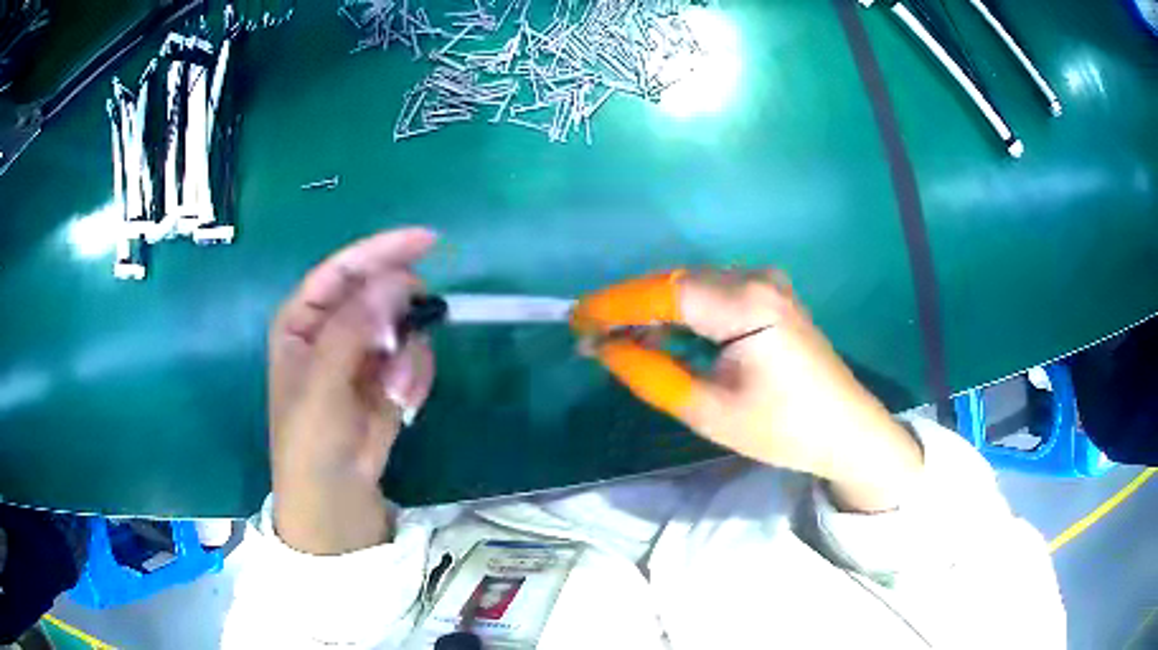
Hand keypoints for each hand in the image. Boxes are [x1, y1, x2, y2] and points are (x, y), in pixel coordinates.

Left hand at [268, 228, 436, 553]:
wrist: (334, 495)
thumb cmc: (311, 437)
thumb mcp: (322, 383)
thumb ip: (354, 328)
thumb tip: (397, 281)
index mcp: (304, 317)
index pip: (343, 269)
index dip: (382, 250)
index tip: (427, 240)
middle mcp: (333, 326)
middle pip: (378, 290)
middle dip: (401, 311)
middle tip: (414, 329)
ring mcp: (364, 350)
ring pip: (404, 324)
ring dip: (409, 355)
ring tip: (396, 391)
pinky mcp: (389, 375)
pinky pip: (415, 356)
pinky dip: (415, 376)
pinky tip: (403, 401)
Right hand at [571, 269, 923, 512]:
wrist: (845, 430)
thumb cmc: (781, 429)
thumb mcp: (707, 410)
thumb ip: (650, 374)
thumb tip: (602, 348)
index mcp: (746, 304)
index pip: (663, 292)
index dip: (613, 304)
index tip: (573, 320)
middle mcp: (756, 278)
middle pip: (675, 283)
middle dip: (630, 308)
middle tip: (592, 340)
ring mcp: (767, 282)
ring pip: (691, 286)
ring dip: (654, 311)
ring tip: (620, 344)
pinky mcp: (770, 294)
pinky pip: (712, 293)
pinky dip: (682, 313)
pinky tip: (665, 338)